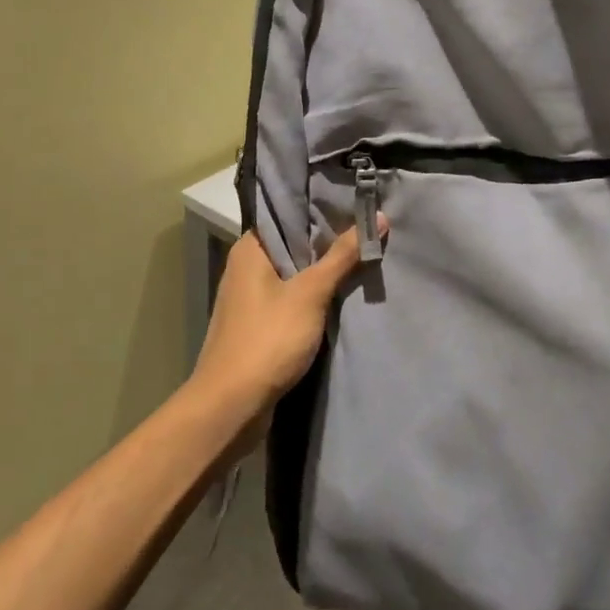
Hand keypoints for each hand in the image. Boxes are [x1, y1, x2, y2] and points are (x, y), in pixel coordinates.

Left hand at [188, 223, 379, 425]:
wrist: (231, 406)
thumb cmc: (268, 339)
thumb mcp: (310, 293)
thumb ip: (342, 256)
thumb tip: (378, 217)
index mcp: (249, 249)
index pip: (287, 214)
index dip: (320, 208)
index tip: (355, 202)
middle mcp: (245, 267)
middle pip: (292, 244)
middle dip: (326, 240)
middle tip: (368, 227)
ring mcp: (249, 299)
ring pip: (292, 274)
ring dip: (321, 271)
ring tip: (361, 256)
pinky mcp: (257, 326)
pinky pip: (290, 299)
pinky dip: (312, 297)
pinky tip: (340, 295)